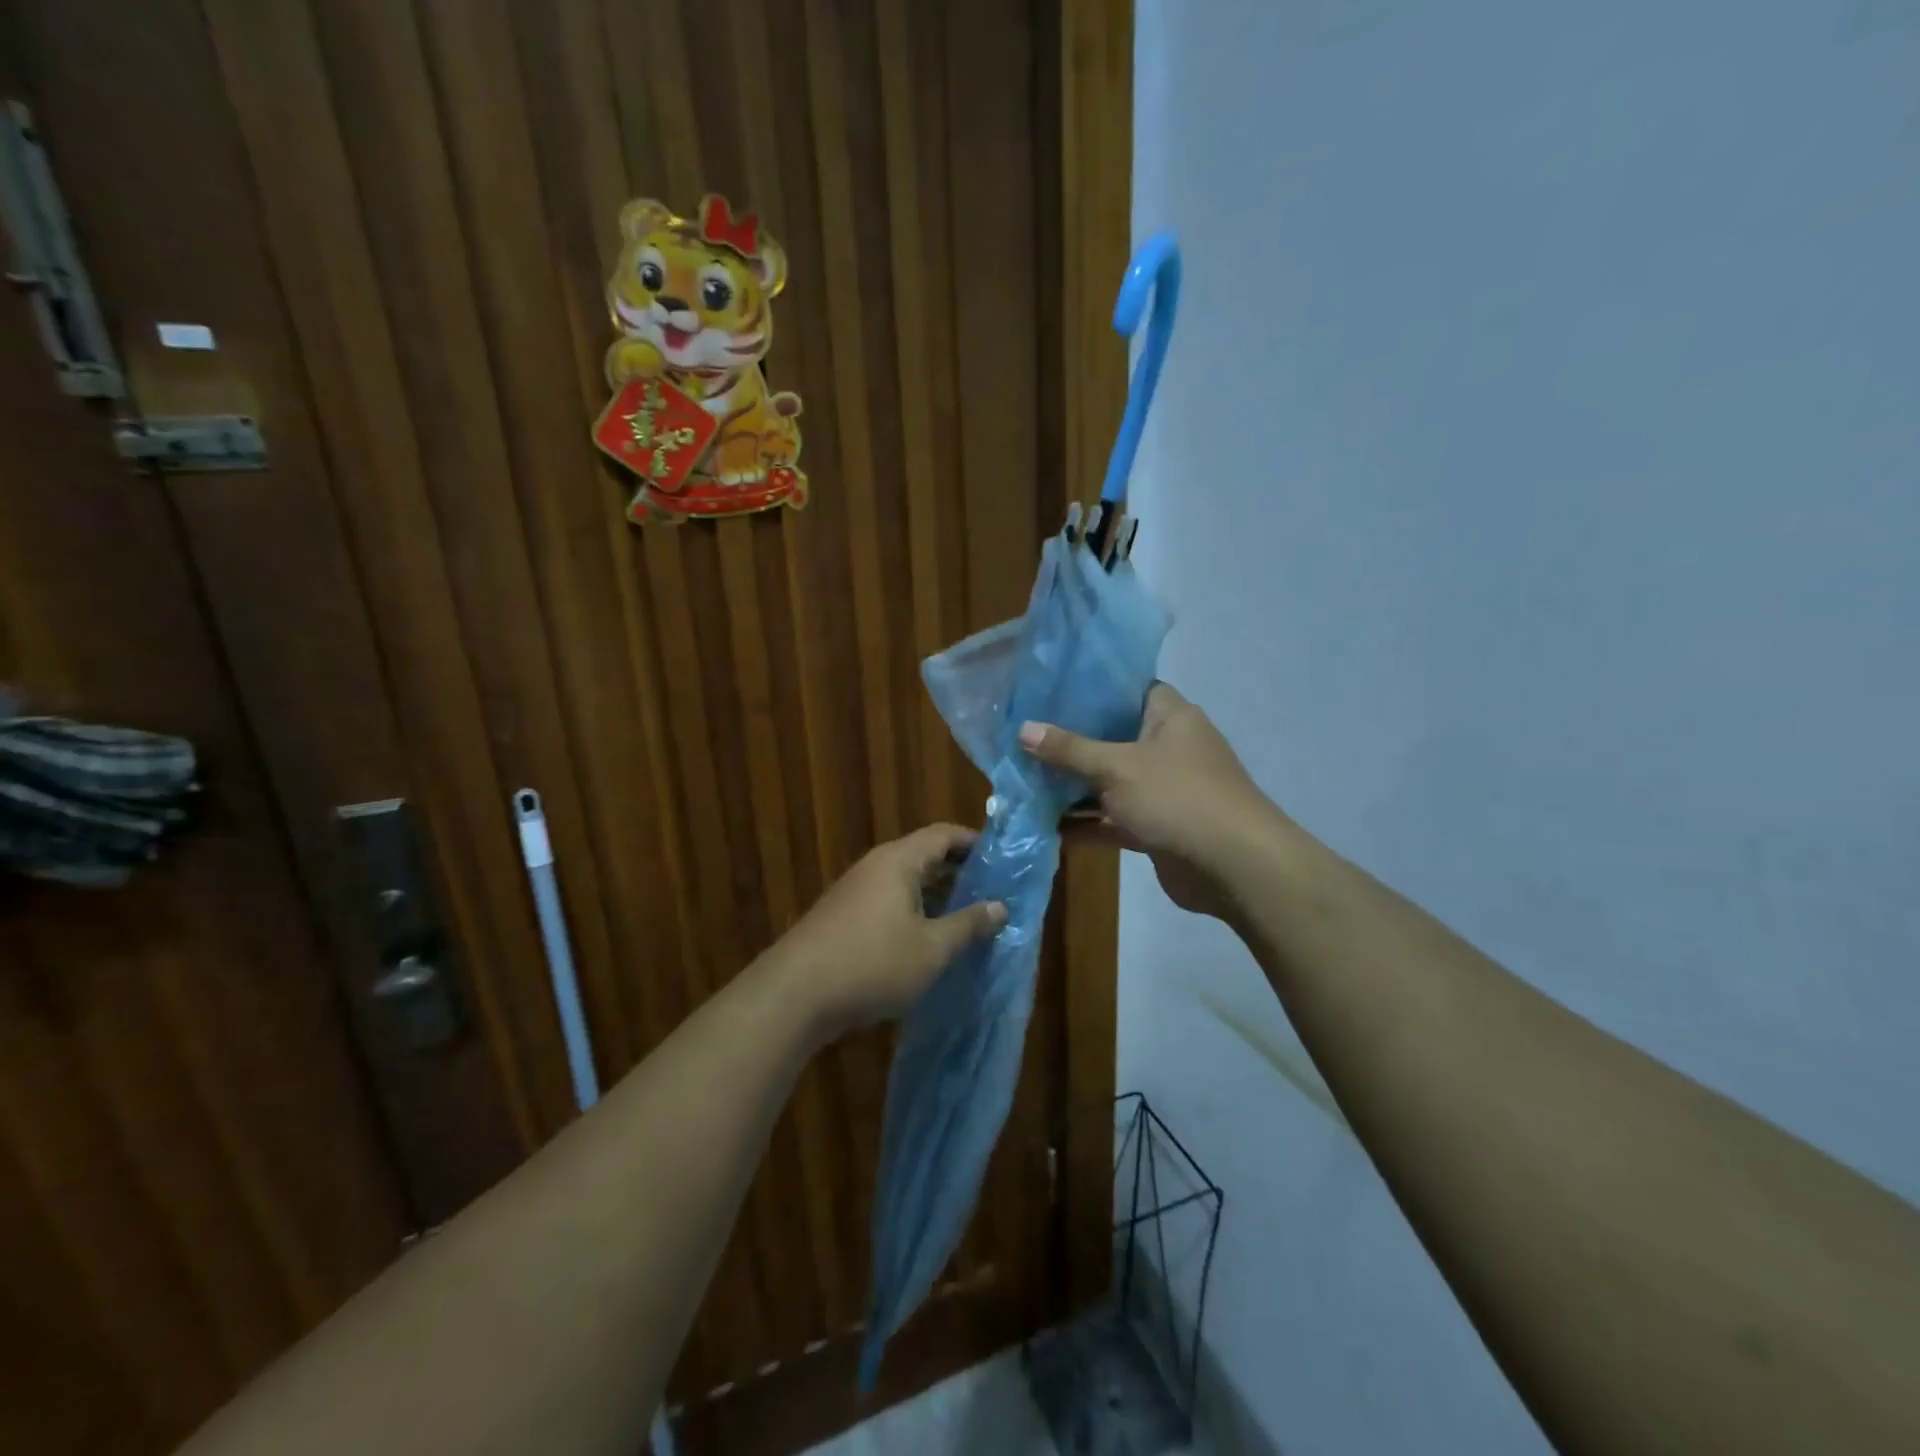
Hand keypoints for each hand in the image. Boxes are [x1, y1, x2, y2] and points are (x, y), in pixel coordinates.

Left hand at [777, 824, 1006, 1038]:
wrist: (795, 995)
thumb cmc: (873, 963)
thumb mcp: (932, 949)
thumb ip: (968, 925)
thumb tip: (1001, 907)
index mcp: (899, 861)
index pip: (943, 835)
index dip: (975, 843)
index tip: (1003, 861)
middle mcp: (875, 867)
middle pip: (924, 856)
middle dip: (959, 873)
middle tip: (991, 893)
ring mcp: (854, 892)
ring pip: (905, 883)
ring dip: (936, 897)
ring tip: (966, 920)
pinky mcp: (842, 917)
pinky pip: (888, 903)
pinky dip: (913, 913)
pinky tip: (925, 943)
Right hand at [1020, 683, 1279, 918]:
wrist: (1234, 868)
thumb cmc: (1177, 797)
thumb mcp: (1116, 767)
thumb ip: (1069, 749)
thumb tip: (1023, 729)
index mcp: (1169, 716)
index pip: (1127, 689)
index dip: (1090, 688)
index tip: (1048, 690)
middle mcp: (1167, 747)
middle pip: (1112, 737)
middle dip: (1070, 741)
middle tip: (1023, 736)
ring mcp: (1162, 789)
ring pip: (1109, 781)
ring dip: (1072, 786)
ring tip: (1022, 779)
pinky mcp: (1156, 826)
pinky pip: (1113, 818)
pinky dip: (1086, 822)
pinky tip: (1044, 824)